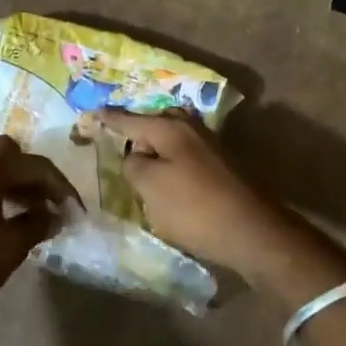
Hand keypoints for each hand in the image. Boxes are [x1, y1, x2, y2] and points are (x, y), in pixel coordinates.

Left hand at [0, 136, 78, 324]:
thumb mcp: (12, 246)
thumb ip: (38, 223)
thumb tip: (55, 215)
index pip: (34, 166)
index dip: (59, 187)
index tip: (74, 209)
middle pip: (4, 153)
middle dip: (28, 173)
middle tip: (44, 202)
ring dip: (0, 176)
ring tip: (16, 205)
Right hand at [94, 109, 292, 273]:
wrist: (252, 231)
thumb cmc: (194, 208)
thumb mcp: (149, 186)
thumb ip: (133, 164)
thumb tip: (135, 155)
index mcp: (170, 128)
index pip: (130, 119)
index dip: (109, 119)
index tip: (92, 114)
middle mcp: (192, 129)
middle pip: (156, 123)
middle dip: (137, 130)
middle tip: (118, 142)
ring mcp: (211, 146)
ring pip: (174, 139)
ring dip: (156, 147)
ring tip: (139, 163)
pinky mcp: (223, 167)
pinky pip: (186, 155)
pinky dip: (172, 162)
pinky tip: (167, 179)